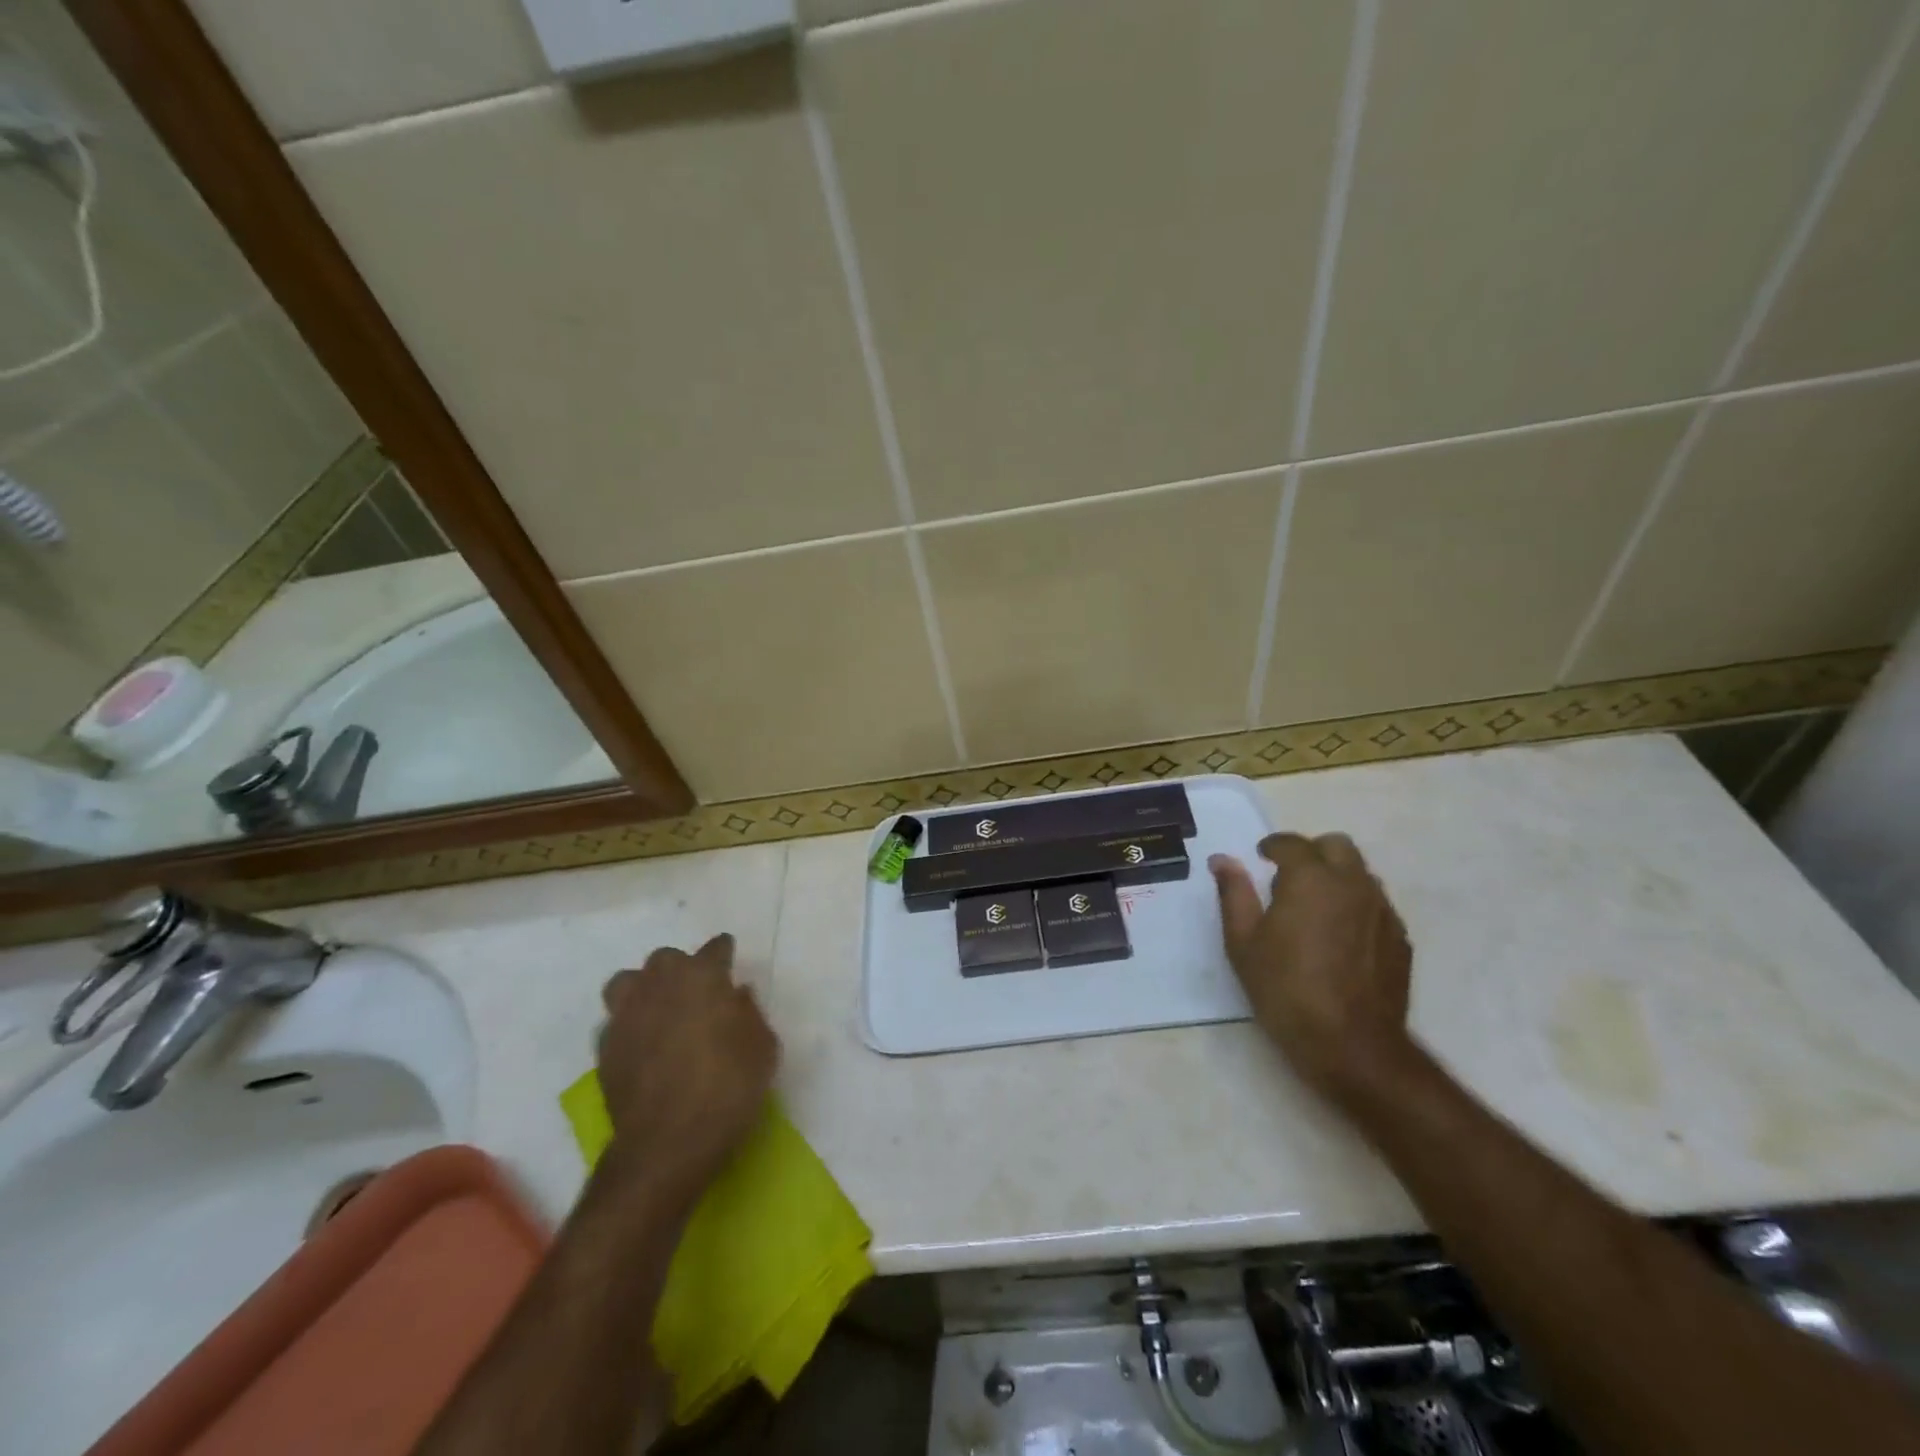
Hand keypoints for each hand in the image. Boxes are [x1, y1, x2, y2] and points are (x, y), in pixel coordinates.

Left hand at [595, 933, 778, 1195]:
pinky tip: (643, 1045)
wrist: (668, 1143)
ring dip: (644, 988)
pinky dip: (629, 1025)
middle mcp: (661, 985)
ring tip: (659, 1010)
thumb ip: (749, 1013)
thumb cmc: (729, 1087)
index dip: (724, 954)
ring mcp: (627, 1015)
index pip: (715, 948)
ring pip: (627, 982)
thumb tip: (736, 996)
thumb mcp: (763, 1047)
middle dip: (681, 968)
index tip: (730, 962)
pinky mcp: (604, 1049)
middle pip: (666, 958)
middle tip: (696, 992)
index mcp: (703, 977)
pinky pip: (615, 1021)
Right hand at [1210, 833, 1413, 1105]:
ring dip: (1336, 878)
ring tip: (1314, 910)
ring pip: (1360, 874)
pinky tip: (1338, 938)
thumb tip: (1222, 860)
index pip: (1292, 843)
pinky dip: (1355, 906)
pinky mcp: (1400, 938)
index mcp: (1310, 878)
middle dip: (1311, 853)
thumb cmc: (1285, 989)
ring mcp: (1382, 910)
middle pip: (1337, 846)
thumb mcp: (1242, 942)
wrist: (1351, 1046)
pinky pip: (1375, 905)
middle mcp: (1352, 884)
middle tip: (1288, 879)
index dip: (1272, 846)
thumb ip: (1234, 893)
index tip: (1260, 858)